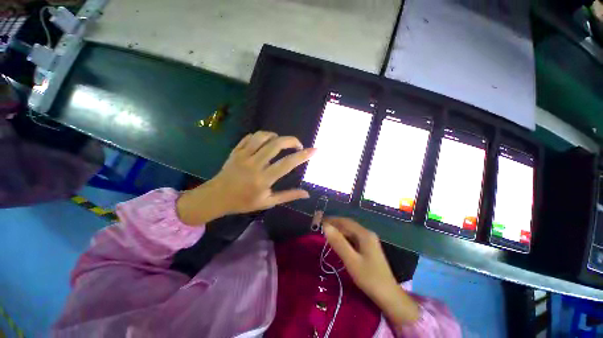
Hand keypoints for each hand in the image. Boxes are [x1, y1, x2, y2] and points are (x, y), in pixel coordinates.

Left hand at [177, 131, 315, 224]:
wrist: (216, 197)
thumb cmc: (243, 202)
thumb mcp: (267, 203)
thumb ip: (288, 196)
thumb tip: (306, 194)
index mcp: (263, 179)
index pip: (287, 164)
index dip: (303, 156)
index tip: (314, 150)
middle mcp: (254, 164)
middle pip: (276, 144)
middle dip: (291, 140)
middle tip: (298, 145)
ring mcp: (243, 155)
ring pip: (262, 136)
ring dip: (275, 136)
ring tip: (281, 142)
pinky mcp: (236, 151)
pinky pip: (250, 137)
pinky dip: (261, 136)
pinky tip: (265, 141)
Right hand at [324, 218, 419, 325]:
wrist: (388, 295)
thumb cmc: (369, 278)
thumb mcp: (351, 261)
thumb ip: (338, 242)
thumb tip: (325, 227)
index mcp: (364, 234)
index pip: (345, 221)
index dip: (332, 220)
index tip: (319, 222)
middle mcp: (367, 233)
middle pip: (348, 225)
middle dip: (334, 224)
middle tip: (320, 228)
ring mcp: (369, 240)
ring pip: (350, 231)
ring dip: (338, 231)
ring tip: (326, 234)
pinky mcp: (368, 247)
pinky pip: (353, 238)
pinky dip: (344, 237)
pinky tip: (338, 242)